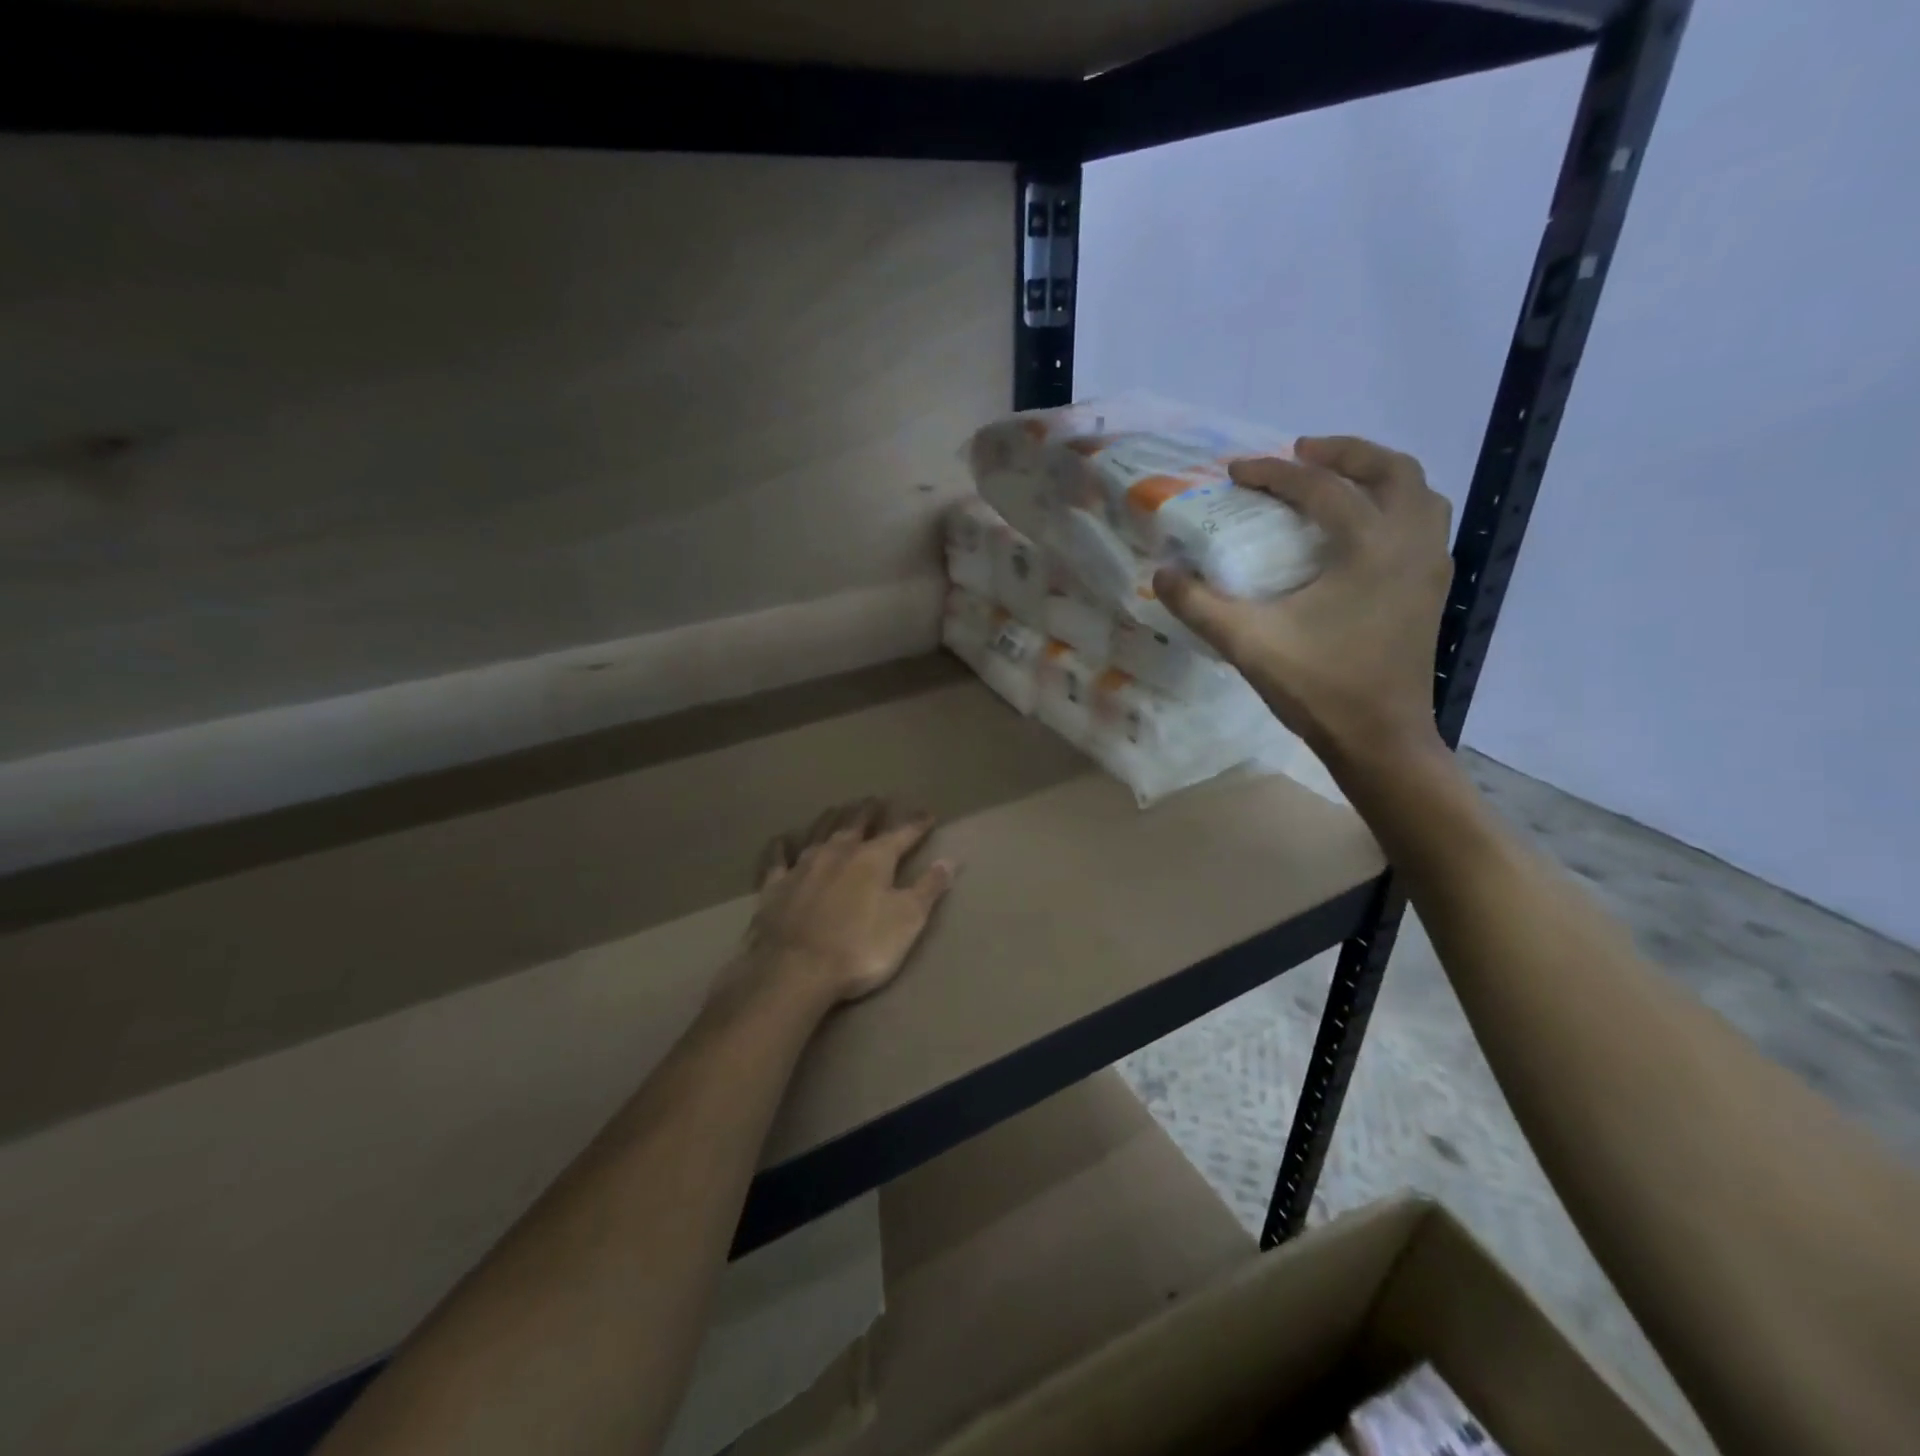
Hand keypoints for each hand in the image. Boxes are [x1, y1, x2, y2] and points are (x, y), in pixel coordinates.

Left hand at [747, 798, 957, 1004]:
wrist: (795, 970)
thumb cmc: (860, 947)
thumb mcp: (907, 921)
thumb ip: (929, 888)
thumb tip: (950, 860)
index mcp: (874, 859)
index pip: (902, 834)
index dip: (916, 824)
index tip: (928, 814)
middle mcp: (838, 852)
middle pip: (856, 823)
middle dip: (869, 810)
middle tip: (875, 799)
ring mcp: (803, 866)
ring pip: (820, 832)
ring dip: (832, 819)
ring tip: (838, 808)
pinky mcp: (775, 886)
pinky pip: (778, 859)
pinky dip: (781, 847)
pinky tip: (781, 840)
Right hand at [1154, 435, 1452, 765]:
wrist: (1380, 739)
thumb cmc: (1318, 687)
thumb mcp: (1247, 644)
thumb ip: (1199, 605)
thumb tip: (1161, 573)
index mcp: (1370, 546)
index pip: (1321, 488)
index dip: (1274, 473)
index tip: (1236, 471)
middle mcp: (1411, 543)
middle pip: (1390, 470)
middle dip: (1343, 453)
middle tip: (1299, 454)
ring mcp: (1430, 566)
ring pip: (1418, 493)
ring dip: (1377, 474)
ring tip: (1336, 479)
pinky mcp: (1432, 589)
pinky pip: (1423, 523)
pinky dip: (1394, 506)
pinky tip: (1361, 530)